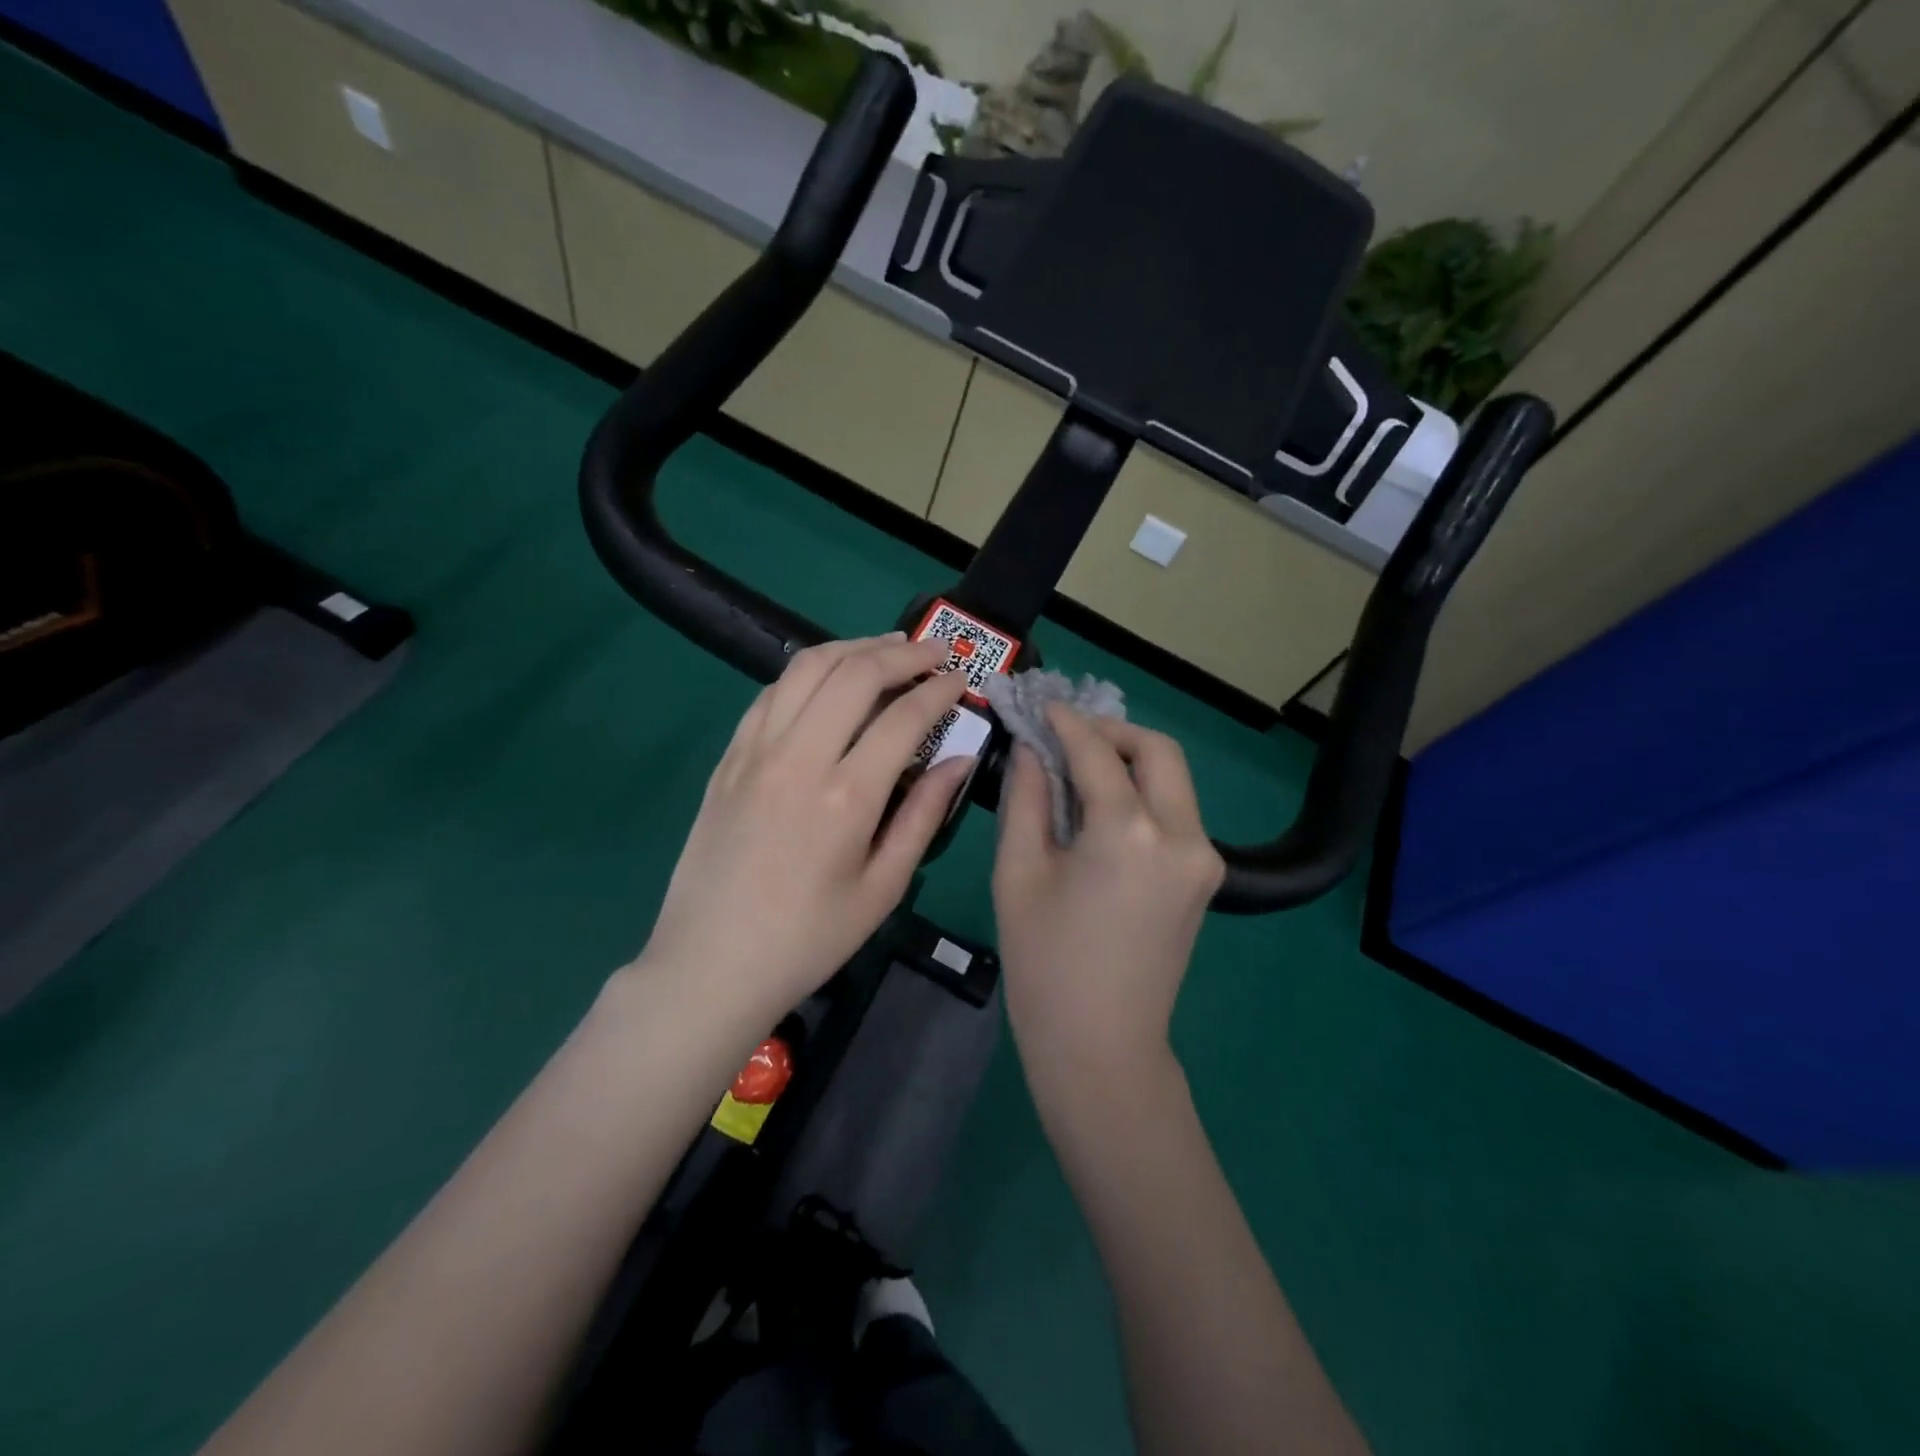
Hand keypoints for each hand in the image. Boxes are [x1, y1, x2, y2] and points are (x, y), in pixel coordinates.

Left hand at [634, 634, 971, 1019]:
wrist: (711, 965)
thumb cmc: (807, 939)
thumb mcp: (882, 889)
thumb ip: (924, 816)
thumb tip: (959, 759)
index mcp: (846, 796)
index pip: (903, 716)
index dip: (939, 690)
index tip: (960, 679)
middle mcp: (799, 758)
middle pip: (855, 673)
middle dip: (903, 652)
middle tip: (934, 651)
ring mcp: (755, 752)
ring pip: (807, 668)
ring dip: (852, 647)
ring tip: (886, 648)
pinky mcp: (728, 759)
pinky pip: (771, 693)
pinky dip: (807, 673)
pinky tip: (827, 680)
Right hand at [992, 708, 1223, 1088]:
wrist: (1101, 1047)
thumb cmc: (1044, 963)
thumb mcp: (1018, 874)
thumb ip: (1026, 798)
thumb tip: (1031, 749)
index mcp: (1130, 832)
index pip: (1097, 753)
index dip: (1065, 723)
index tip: (1040, 704)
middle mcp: (1182, 834)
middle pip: (1158, 751)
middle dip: (1112, 732)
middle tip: (1066, 735)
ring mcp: (1203, 858)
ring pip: (1173, 779)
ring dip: (1130, 760)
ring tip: (1079, 765)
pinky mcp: (1204, 877)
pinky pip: (1176, 812)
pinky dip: (1143, 793)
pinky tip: (1103, 804)